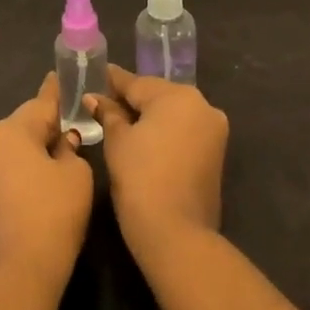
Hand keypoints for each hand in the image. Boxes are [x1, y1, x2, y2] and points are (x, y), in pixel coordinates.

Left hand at [0, 74, 94, 293]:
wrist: (18, 273)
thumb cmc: (53, 214)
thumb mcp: (76, 175)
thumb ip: (71, 150)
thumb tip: (62, 143)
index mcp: (11, 130)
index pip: (41, 102)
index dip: (57, 91)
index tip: (63, 76)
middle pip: (25, 123)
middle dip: (48, 123)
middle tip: (74, 123)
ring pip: (15, 146)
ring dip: (36, 146)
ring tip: (63, 150)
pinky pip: (8, 167)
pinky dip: (26, 166)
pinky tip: (44, 176)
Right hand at [88, 66, 228, 262]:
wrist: (176, 234)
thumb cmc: (140, 179)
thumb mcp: (117, 141)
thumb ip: (108, 113)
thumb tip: (95, 98)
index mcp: (178, 96)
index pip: (136, 82)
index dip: (112, 81)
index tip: (94, 75)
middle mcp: (202, 105)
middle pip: (157, 95)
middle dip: (131, 99)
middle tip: (102, 101)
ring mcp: (213, 130)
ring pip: (172, 113)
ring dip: (148, 116)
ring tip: (118, 121)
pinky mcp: (215, 152)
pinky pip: (184, 131)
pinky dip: (164, 132)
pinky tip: (142, 138)